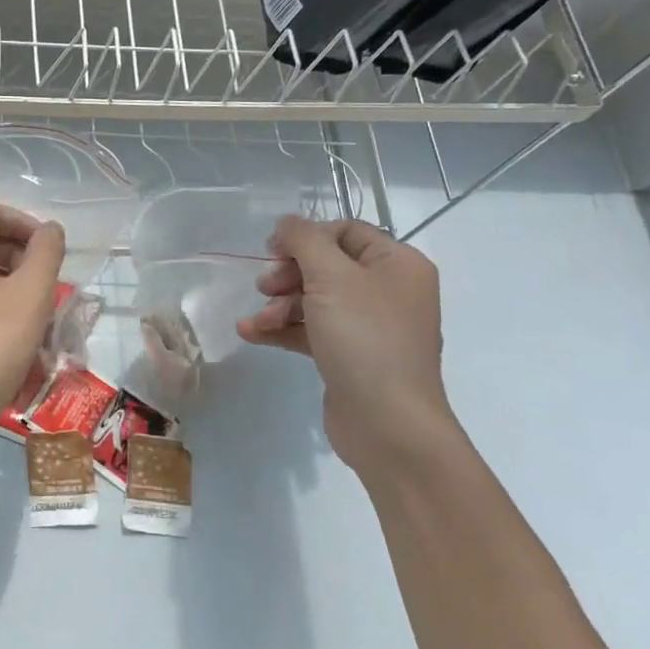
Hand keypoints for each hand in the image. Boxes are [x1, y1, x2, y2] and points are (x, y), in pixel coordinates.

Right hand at [237, 216, 461, 471]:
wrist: (388, 424)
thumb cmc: (364, 338)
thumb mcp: (331, 277)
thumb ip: (304, 240)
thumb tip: (287, 224)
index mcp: (398, 264)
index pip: (345, 231)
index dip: (306, 237)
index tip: (272, 251)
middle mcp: (388, 291)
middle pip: (326, 265)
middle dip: (288, 274)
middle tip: (265, 287)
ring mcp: (370, 326)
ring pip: (314, 299)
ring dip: (279, 305)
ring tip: (258, 321)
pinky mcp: (350, 356)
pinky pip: (311, 330)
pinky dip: (282, 329)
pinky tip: (251, 334)